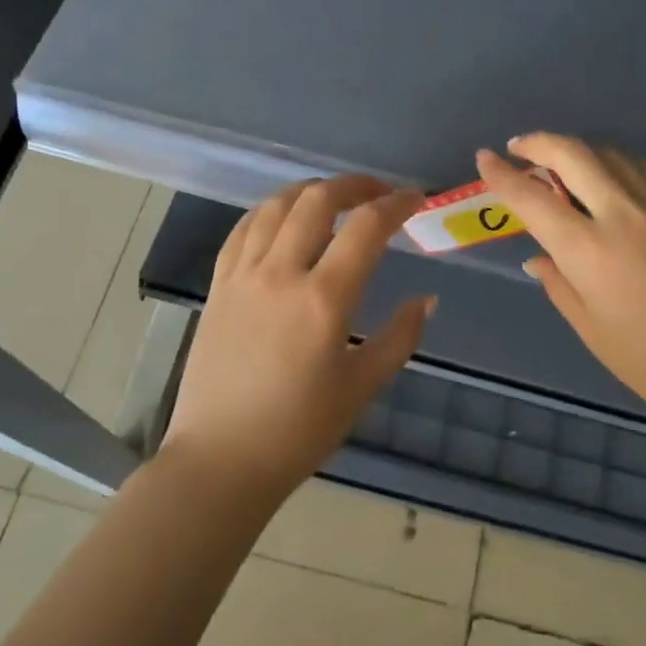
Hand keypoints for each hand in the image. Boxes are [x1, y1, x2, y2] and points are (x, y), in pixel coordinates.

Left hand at [162, 176, 435, 499]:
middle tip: (378, 193)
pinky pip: (243, 229)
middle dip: (354, 185)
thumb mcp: (362, 388)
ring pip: (276, 206)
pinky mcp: (218, 286)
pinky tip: (284, 217)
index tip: (415, 199)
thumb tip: (426, 299)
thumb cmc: (298, 431)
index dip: (396, 204)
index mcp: (323, 300)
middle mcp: (280, 274)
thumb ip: (399, 337)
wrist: (221, 459)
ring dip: (311, 191)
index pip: (366, 228)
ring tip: (335, 199)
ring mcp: (242, 276)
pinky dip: (270, 211)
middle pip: (317, 200)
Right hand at [476, 135, 645, 430]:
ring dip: (577, 149)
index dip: (502, 175)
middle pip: (574, 154)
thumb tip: (539, 255)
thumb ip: (559, 284)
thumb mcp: (592, 330)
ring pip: (610, 154)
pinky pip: (641, 169)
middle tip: (519, 147)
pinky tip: (607, 175)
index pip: (533, 199)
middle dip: (539, 143)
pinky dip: (613, 161)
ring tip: (559, 162)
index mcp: (589, 251)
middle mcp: (622, 215)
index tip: (484, 159)